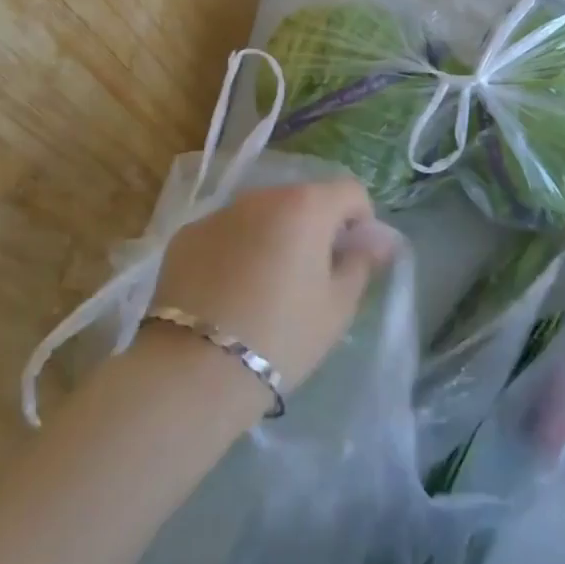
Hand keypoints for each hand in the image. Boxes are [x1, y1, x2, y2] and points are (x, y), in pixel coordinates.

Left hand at [152, 179, 396, 393]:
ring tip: (268, 286)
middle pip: (303, 199)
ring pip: (262, 214)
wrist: (194, 371)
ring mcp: (219, 213)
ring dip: (275, 236)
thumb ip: (362, 263)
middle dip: (316, 227)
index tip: (353, 259)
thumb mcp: (338, 306)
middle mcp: (262, 196)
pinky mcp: (186, 237)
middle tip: (313, 276)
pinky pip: (226, 233)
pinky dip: (237, 249)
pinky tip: (230, 292)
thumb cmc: (282, 336)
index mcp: (307, 205)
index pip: (351, 192)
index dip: (361, 221)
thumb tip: (378, 240)